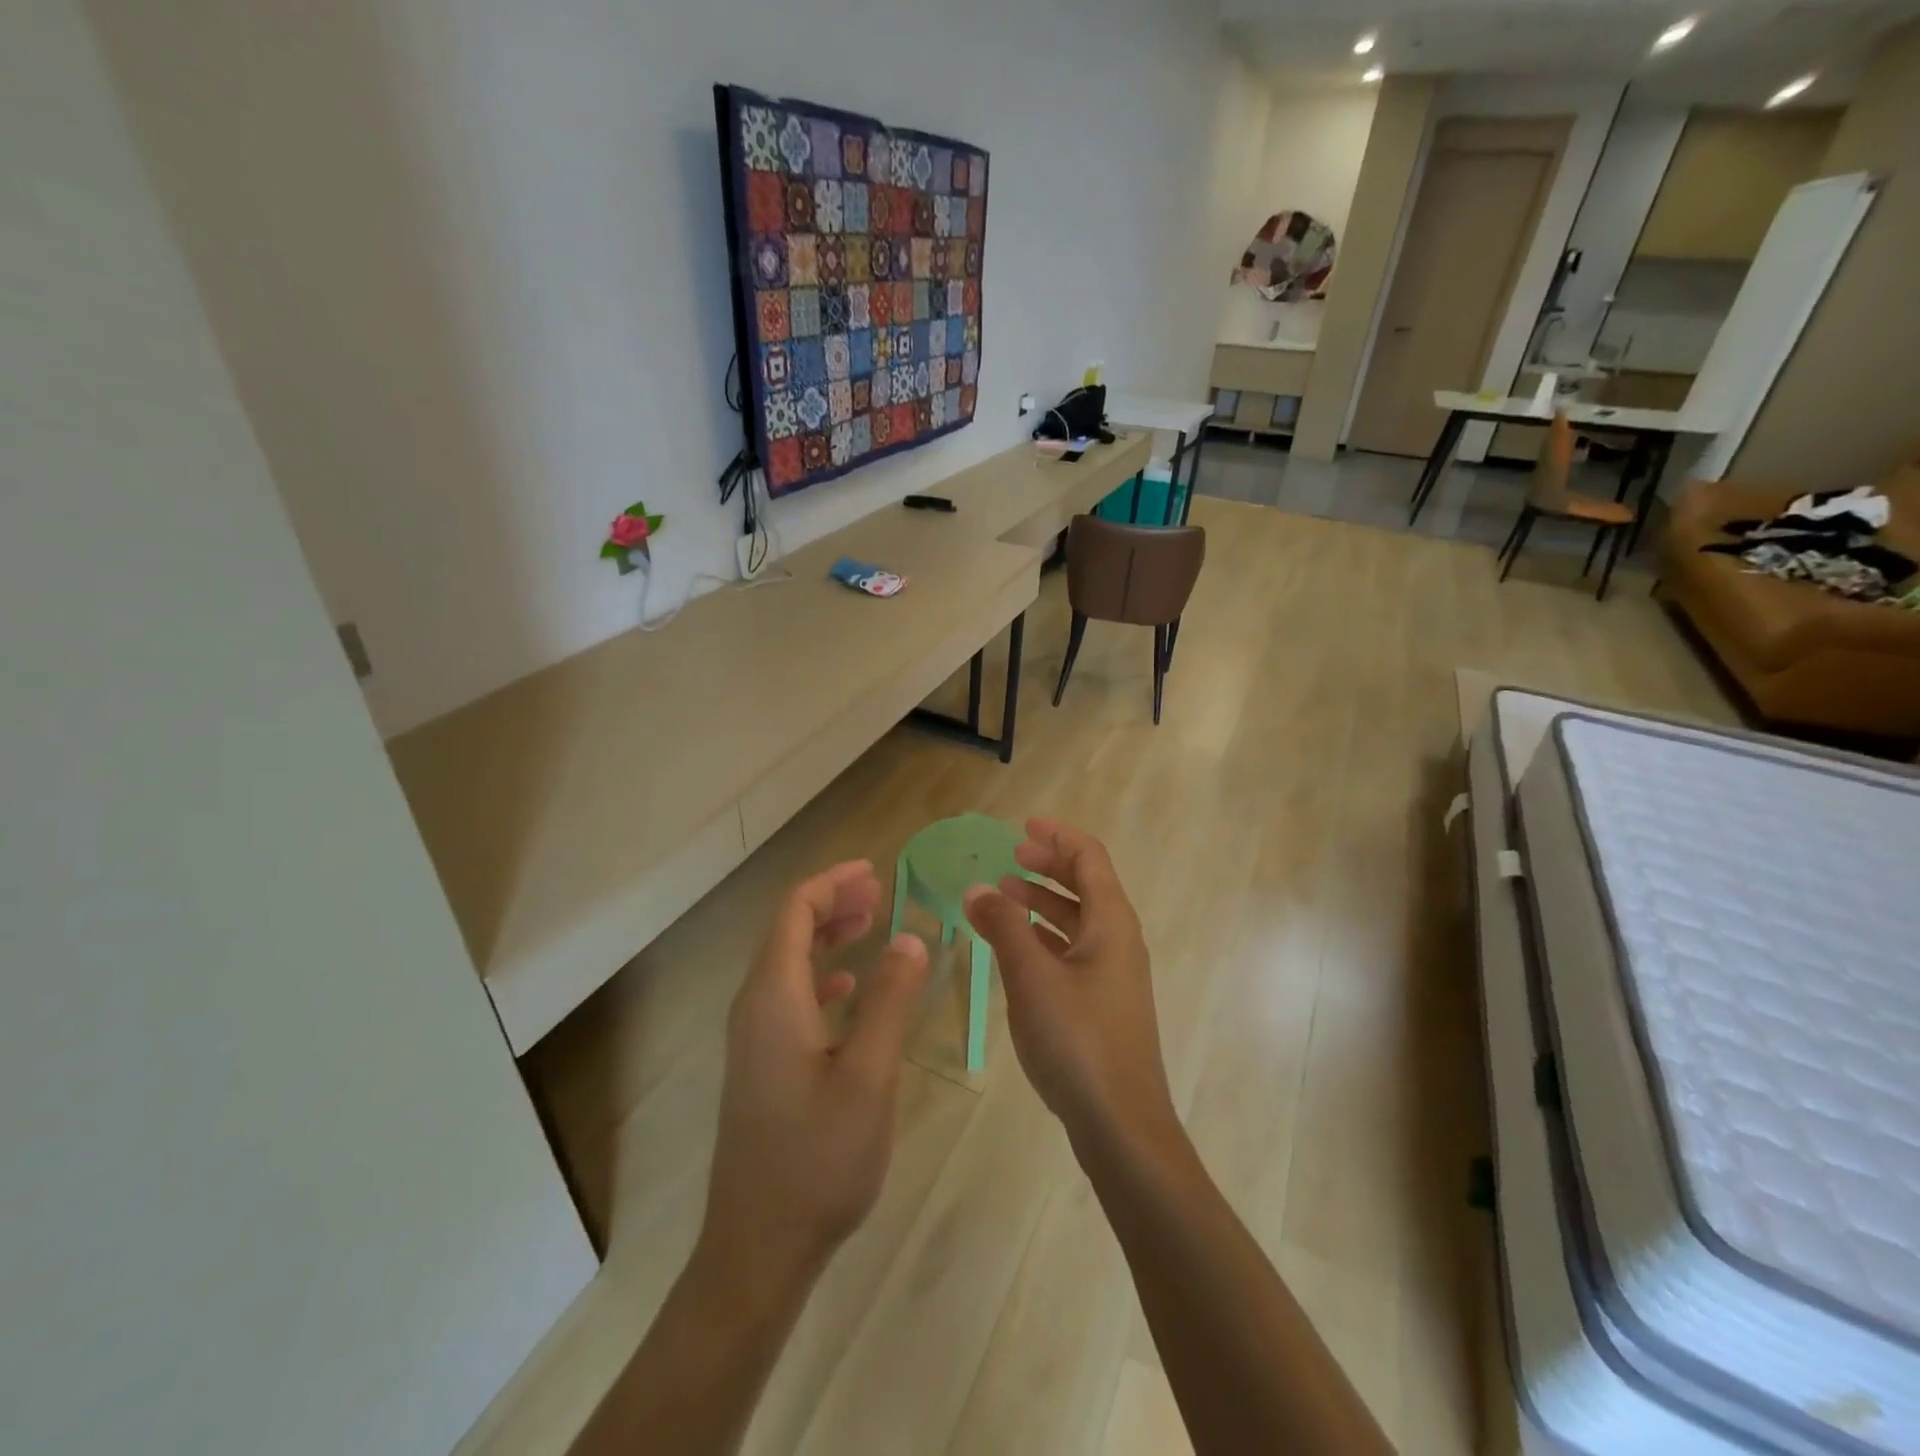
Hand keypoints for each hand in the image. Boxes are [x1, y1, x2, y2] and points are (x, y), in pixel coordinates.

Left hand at [701, 860, 929, 1292]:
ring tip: (871, 923)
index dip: (832, 882)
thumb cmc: (818, 1157)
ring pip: (789, 963)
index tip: (874, 871)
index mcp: (773, 997)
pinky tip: (850, 986)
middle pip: (788, 931)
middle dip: (832, 903)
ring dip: (827, 935)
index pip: (794, 911)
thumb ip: (890, 999)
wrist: (758, 1247)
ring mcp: (754, 1038)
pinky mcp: (762, 1064)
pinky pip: (790, 996)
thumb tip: (910, 937)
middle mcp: (755, 1007)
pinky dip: (821, 974)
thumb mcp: (869, 1075)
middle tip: (880, 892)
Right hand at [963, 819, 1178, 1157]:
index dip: (1058, 836)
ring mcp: (1113, 973)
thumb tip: (977, 889)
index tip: (1023, 826)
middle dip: (1049, 865)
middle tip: (1011, 855)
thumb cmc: (1078, 1040)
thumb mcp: (1032, 977)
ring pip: (1078, 919)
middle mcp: (1118, 940)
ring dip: (1044, 901)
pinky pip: (1074, 949)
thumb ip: (1003, 928)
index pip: (1089, 858)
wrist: (1121, 1124)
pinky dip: (1046, 935)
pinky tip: (1018, 946)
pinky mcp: (1103, 1002)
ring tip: (1004, 896)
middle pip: (1086, 884)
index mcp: (1111, 923)